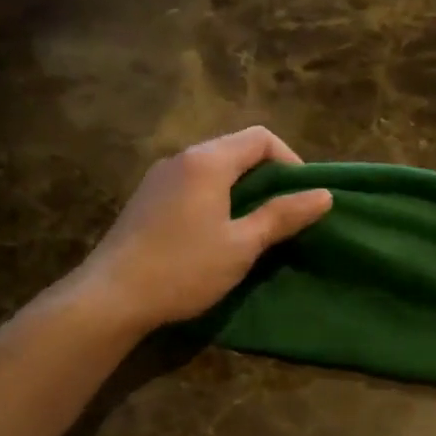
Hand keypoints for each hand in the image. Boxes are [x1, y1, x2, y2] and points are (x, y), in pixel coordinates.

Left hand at [64, 127, 332, 334]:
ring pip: (213, 168)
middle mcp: (182, 158)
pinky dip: (216, 197)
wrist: (110, 298)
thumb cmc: (184, 268)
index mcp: (208, 161)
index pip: (260, 138)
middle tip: (284, 214)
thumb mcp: (242, 245)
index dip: (290, 161)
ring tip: (255, 226)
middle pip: (236, 149)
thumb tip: (324, 195)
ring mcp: (160, 177)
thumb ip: (283, 215)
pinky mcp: (147, 198)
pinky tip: (217, 233)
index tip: (302, 197)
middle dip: (267, 176)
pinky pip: (193, 183)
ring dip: (241, 188)